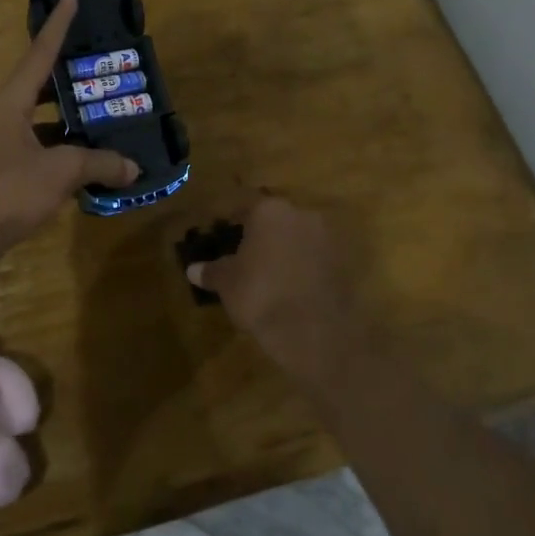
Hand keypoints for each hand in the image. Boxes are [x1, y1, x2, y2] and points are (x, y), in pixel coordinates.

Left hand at [0, 0, 138, 256]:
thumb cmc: (7, 192)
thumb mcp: (60, 172)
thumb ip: (98, 163)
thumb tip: (133, 167)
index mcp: (10, 102)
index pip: (39, 53)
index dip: (58, 25)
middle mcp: (1, 115)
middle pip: (38, 84)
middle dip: (68, 74)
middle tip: (99, 64)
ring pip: (38, 118)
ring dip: (67, 116)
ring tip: (100, 111)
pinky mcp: (0, 170)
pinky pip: (36, 145)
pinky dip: (60, 146)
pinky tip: (85, 158)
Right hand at [185, 197, 358, 375]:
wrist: (314, 330)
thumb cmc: (260, 294)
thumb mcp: (227, 283)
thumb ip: (211, 271)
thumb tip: (192, 269)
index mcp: (269, 210)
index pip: (244, 205)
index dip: (230, 219)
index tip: (220, 231)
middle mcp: (301, 214)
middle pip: (274, 218)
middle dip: (260, 233)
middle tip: (242, 253)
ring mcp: (326, 238)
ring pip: (297, 237)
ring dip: (283, 249)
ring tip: (266, 272)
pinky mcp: (342, 263)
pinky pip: (313, 258)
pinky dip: (301, 266)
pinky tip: (289, 286)